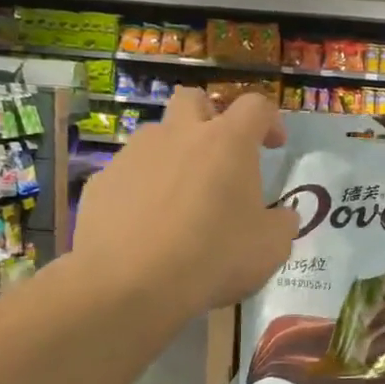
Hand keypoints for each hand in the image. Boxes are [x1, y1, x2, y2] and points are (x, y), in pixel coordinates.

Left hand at [73, 90, 296, 315]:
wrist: (129, 283)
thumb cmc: (213, 257)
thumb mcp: (270, 248)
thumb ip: (281, 224)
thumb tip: (283, 217)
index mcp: (227, 142)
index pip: (255, 106)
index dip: (270, 120)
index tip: (274, 146)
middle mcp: (179, 135)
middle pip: (194, 100)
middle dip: (210, 117)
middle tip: (220, 154)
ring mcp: (134, 154)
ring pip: (157, 136)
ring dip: (174, 154)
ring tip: (181, 197)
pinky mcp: (101, 182)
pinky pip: (128, 174)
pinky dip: (142, 189)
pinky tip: (147, 226)